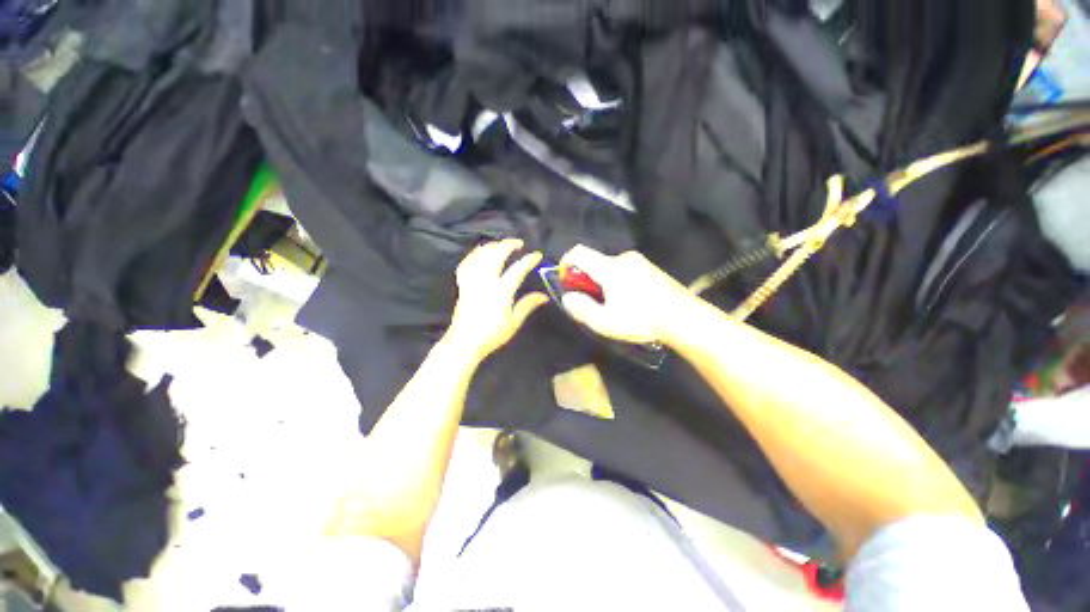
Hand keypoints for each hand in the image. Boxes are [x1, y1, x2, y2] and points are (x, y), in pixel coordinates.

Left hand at [445, 239, 549, 360]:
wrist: (465, 342)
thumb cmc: (492, 334)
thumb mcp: (514, 321)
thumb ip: (528, 305)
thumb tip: (544, 296)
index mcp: (501, 290)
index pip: (518, 269)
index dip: (529, 260)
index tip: (537, 255)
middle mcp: (486, 280)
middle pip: (497, 254)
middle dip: (509, 245)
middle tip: (518, 243)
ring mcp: (472, 281)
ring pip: (480, 255)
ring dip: (492, 246)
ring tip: (500, 244)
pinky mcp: (462, 284)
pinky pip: (466, 263)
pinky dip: (473, 254)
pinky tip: (478, 252)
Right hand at [558, 245, 691, 344]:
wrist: (683, 317)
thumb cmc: (640, 320)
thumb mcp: (605, 322)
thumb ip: (582, 308)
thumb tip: (568, 297)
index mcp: (609, 268)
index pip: (579, 252)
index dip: (566, 262)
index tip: (566, 279)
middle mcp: (623, 258)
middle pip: (595, 261)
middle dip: (587, 279)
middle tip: (592, 301)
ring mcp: (639, 262)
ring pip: (610, 267)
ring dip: (604, 281)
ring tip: (613, 305)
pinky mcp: (651, 268)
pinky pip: (625, 270)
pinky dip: (618, 281)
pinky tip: (630, 300)